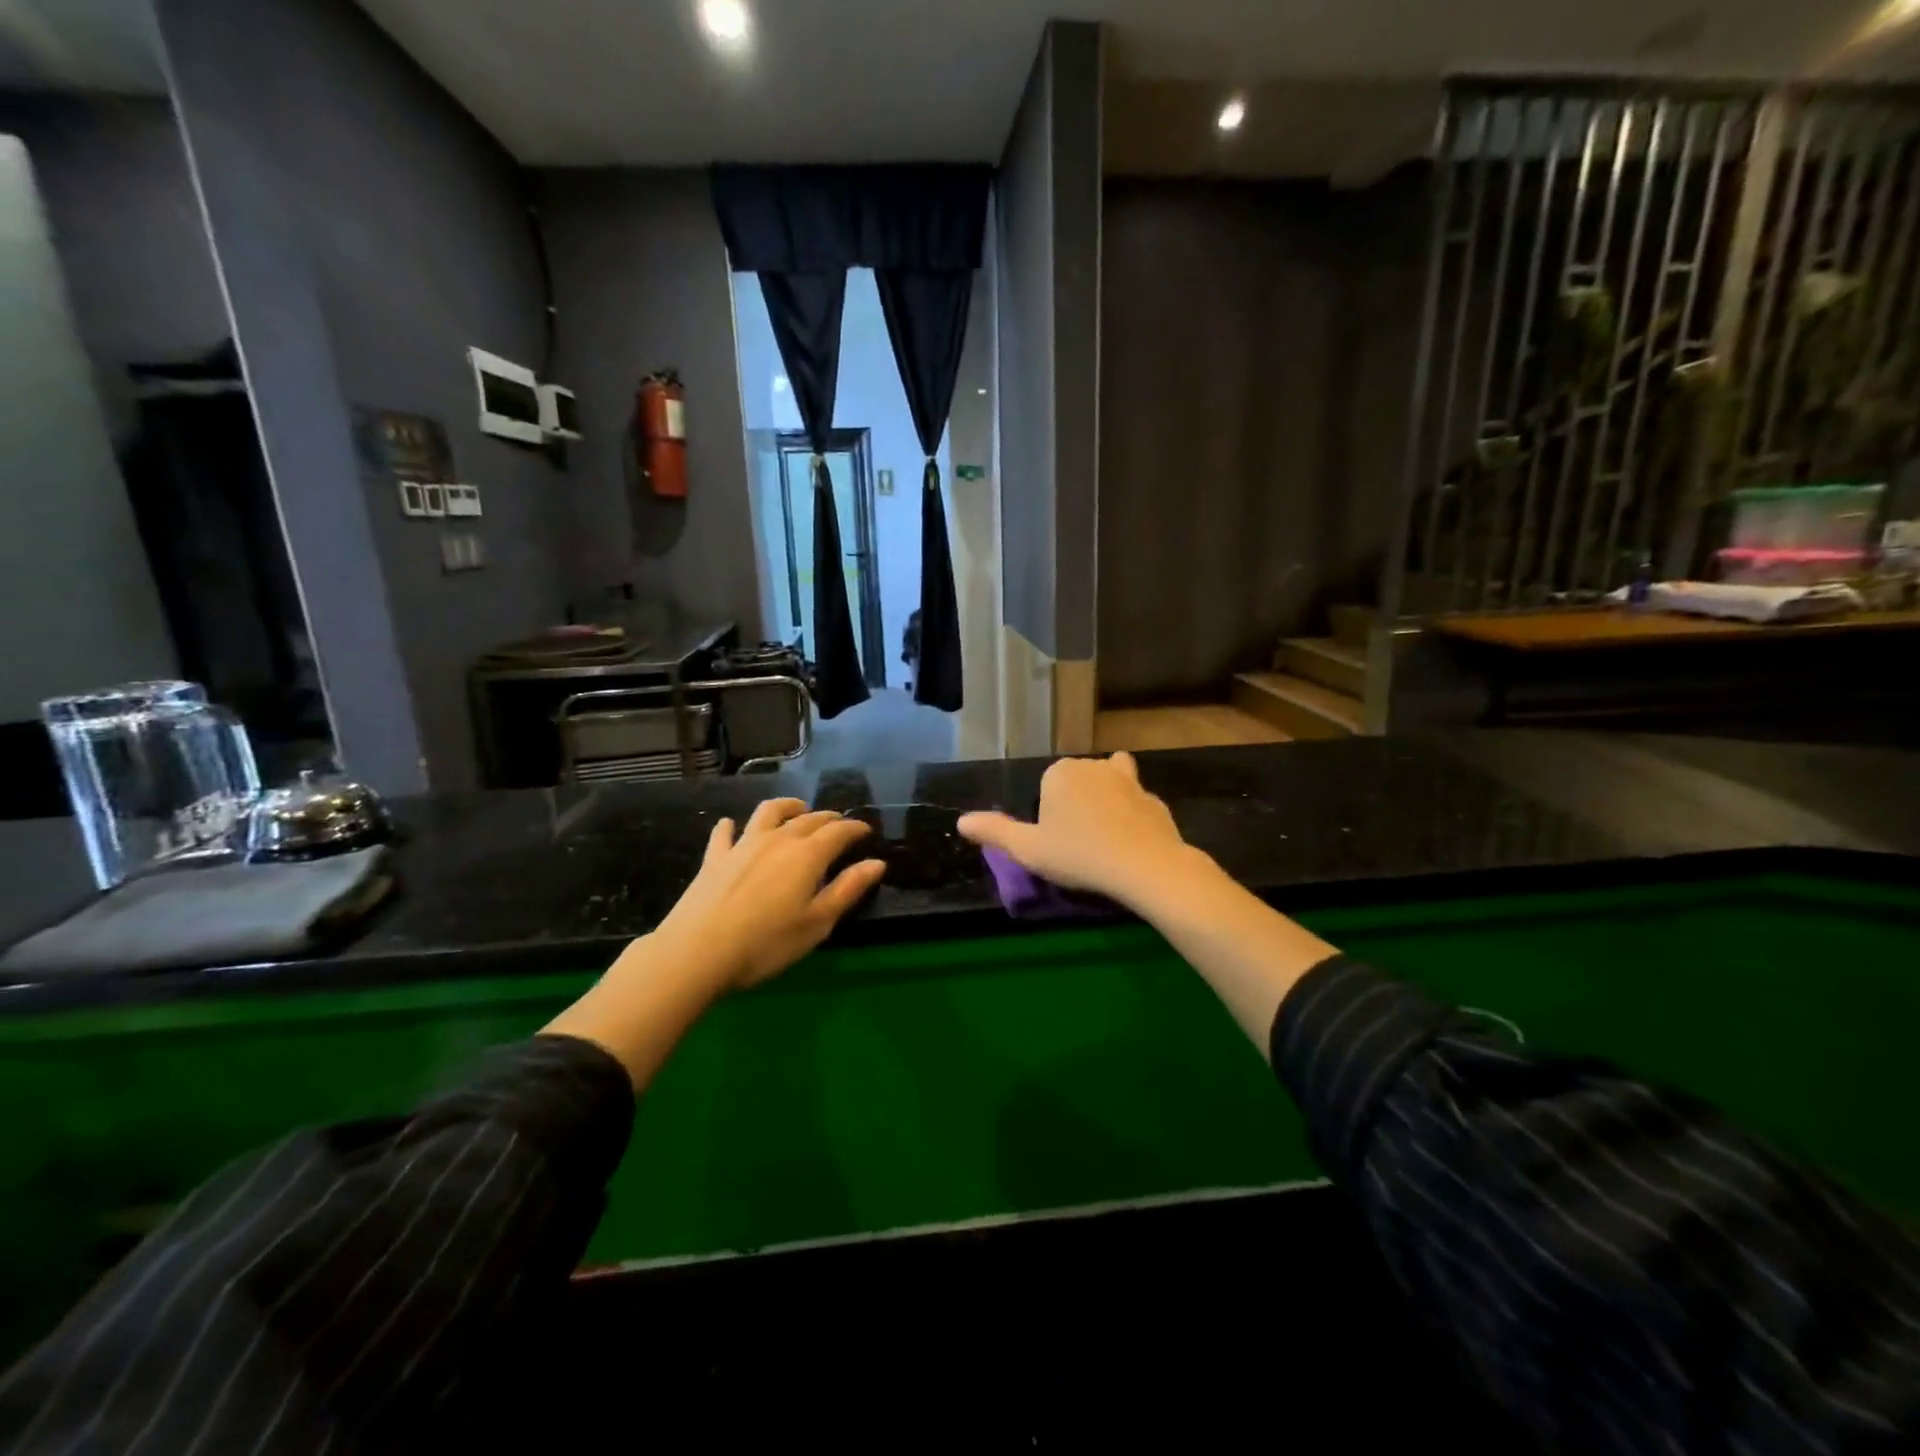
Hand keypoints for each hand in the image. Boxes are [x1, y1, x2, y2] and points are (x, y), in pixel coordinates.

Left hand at [652, 798, 886, 991]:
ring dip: (787, 807)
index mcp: (808, 855)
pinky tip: (732, 826)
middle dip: (828, 818)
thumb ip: (847, 890)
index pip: (839, 831)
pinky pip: (725, 832)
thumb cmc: (766, 943)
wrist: (698, 952)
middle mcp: (778, 839)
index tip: (866, 831)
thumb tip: (877, 863)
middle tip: (839, 824)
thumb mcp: (817, 923)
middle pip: (808, 818)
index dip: (855, 828)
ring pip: (769, 812)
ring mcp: (743, 844)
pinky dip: (732, 826)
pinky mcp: (715, 857)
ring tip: (797, 810)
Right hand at [956, 752, 1196, 907]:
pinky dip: (1131, 817)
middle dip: (1075, 805)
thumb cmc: (1078, 854)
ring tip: (1103, 837)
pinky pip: (1135, 803)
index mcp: (1060, 772)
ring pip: (1108, 786)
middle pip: (1077, 782)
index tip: (1054, 842)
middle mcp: (1093, 765)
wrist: (1145, 865)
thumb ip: (994, 832)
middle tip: (1075, 844)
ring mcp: (1129, 780)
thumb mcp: (1028, 850)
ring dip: (1105, 802)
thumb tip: (961, 821)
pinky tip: (1129, 842)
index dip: (1047, 814)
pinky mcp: (1154, 799)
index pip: (1046, 787)